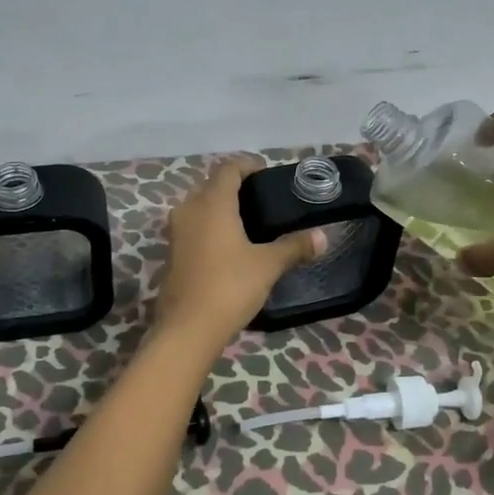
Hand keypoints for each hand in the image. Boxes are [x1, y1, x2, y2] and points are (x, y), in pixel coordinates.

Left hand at [152, 158, 325, 348]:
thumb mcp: (268, 265)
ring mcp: (176, 231)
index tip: (266, 174)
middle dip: (234, 186)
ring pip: (199, 206)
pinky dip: (208, 226)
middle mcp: (189, 208)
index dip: (248, 165)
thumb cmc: (229, 286)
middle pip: (211, 184)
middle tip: (260, 198)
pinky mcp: (171, 252)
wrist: (187, 328)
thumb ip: (294, 247)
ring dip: (219, 207)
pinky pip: (192, 226)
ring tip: (247, 221)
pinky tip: (227, 245)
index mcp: (212, 202)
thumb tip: (322, 236)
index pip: (228, 168)